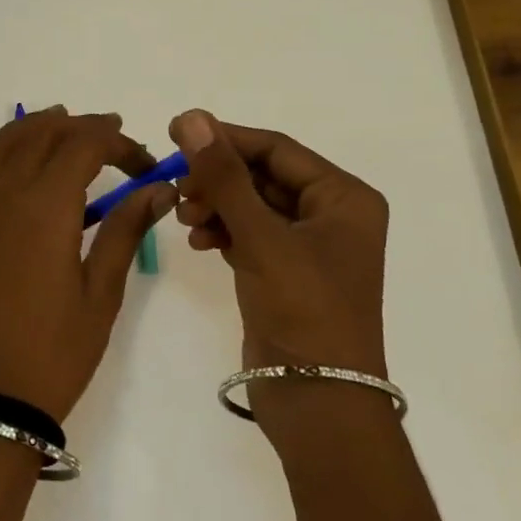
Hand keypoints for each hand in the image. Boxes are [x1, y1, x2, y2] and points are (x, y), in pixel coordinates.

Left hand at [0, 107, 176, 423]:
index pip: (85, 145)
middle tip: (112, 136)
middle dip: (80, 127)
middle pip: (41, 134)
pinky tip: (2, 175)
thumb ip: (126, 229)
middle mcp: (2, 194)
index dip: (119, 144)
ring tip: (59, 128)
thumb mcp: (103, 290)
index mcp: (45, 205)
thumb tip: (159, 188)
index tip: (144, 165)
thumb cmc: (57, 349)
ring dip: (32, 130)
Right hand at [168, 110, 390, 433]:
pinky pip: (248, 233)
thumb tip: (192, 117)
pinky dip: (222, 231)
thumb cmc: (304, 311)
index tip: (176, 131)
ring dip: (216, 204)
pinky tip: (199, 240)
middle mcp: (330, 214)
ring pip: (251, 204)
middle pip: (262, 175)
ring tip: (185, 217)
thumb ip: (224, 176)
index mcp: (343, 198)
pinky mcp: (284, 272)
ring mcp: (307, 245)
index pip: (277, 148)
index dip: (226, 138)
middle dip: (218, 178)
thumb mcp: (262, 237)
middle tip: (176, 183)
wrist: (318, 404)